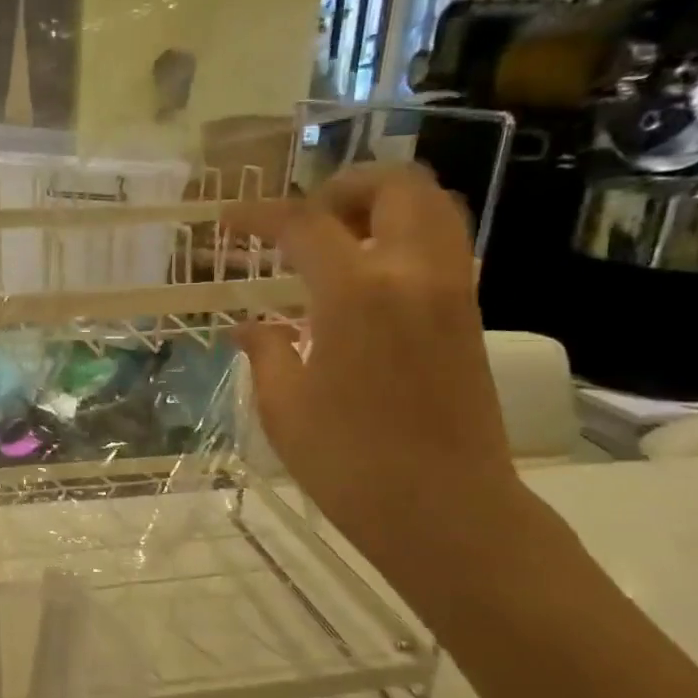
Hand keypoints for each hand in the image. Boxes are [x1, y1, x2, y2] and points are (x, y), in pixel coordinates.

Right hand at [227, 164, 524, 571]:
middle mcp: (413, 273)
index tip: (227, 221)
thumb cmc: (349, 463)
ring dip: (382, 206)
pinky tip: (364, 284)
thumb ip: (266, 351)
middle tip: (304, 223)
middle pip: (395, 185)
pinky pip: (443, 245)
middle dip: (343, 188)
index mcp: (357, 292)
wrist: (447, 512)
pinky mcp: (469, 316)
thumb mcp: (283, 406)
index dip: (259, 215)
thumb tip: (249, 327)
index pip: (304, 223)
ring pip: (434, 207)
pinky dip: (404, 238)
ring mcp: (452, 291)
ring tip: (337, 243)